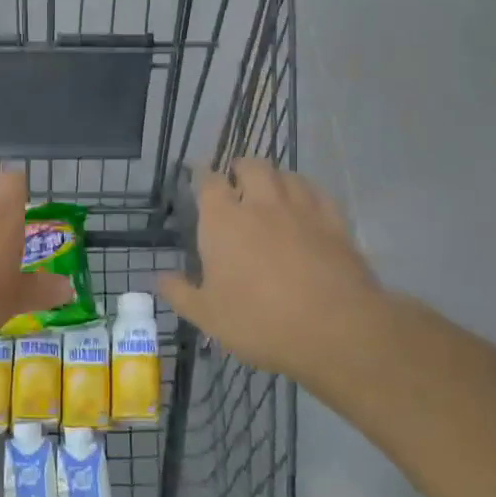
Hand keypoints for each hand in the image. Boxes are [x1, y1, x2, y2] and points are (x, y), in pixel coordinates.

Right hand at [158, 159, 384, 388]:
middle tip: (236, 182)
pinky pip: (318, 193)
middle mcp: (261, 204)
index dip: (203, 177)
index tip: (199, 180)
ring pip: (286, 175)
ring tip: (269, 190)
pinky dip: (306, 191)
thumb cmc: (260, 322)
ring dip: (274, 177)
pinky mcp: (334, 223)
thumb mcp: (207, 316)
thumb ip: (180, 293)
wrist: (335, 330)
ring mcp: (302, 210)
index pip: (209, 182)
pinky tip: (305, 203)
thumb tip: (160, 277)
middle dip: (240, 169)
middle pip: (251, 166)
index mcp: (223, 221)